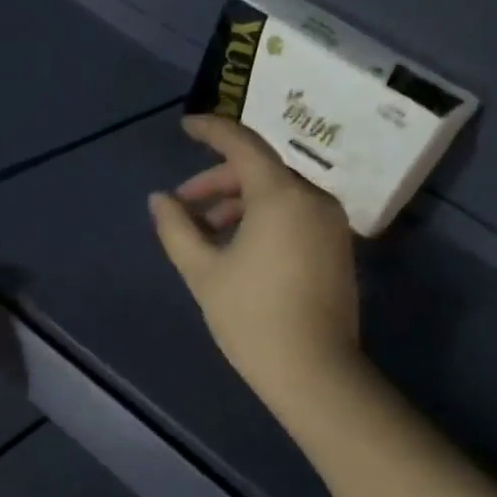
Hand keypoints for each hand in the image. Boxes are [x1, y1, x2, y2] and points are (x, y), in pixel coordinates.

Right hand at [149, 114, 361, 424]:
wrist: (313, 370)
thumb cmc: (250, 317)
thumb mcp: (203, 271)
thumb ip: (177, 229)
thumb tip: (159, 200)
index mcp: (280, 195)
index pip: (242, 144)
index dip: (211, 130)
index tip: (185, 126)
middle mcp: (313, 197)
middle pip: (260, 170)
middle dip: (218, 182)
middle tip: (183, 206)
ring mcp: (330, 223)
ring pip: (278, 194)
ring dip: (239, 203)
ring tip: (205, 233)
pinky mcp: (336, 246)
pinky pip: (294, 214)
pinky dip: (262, 218)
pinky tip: (237, 247)